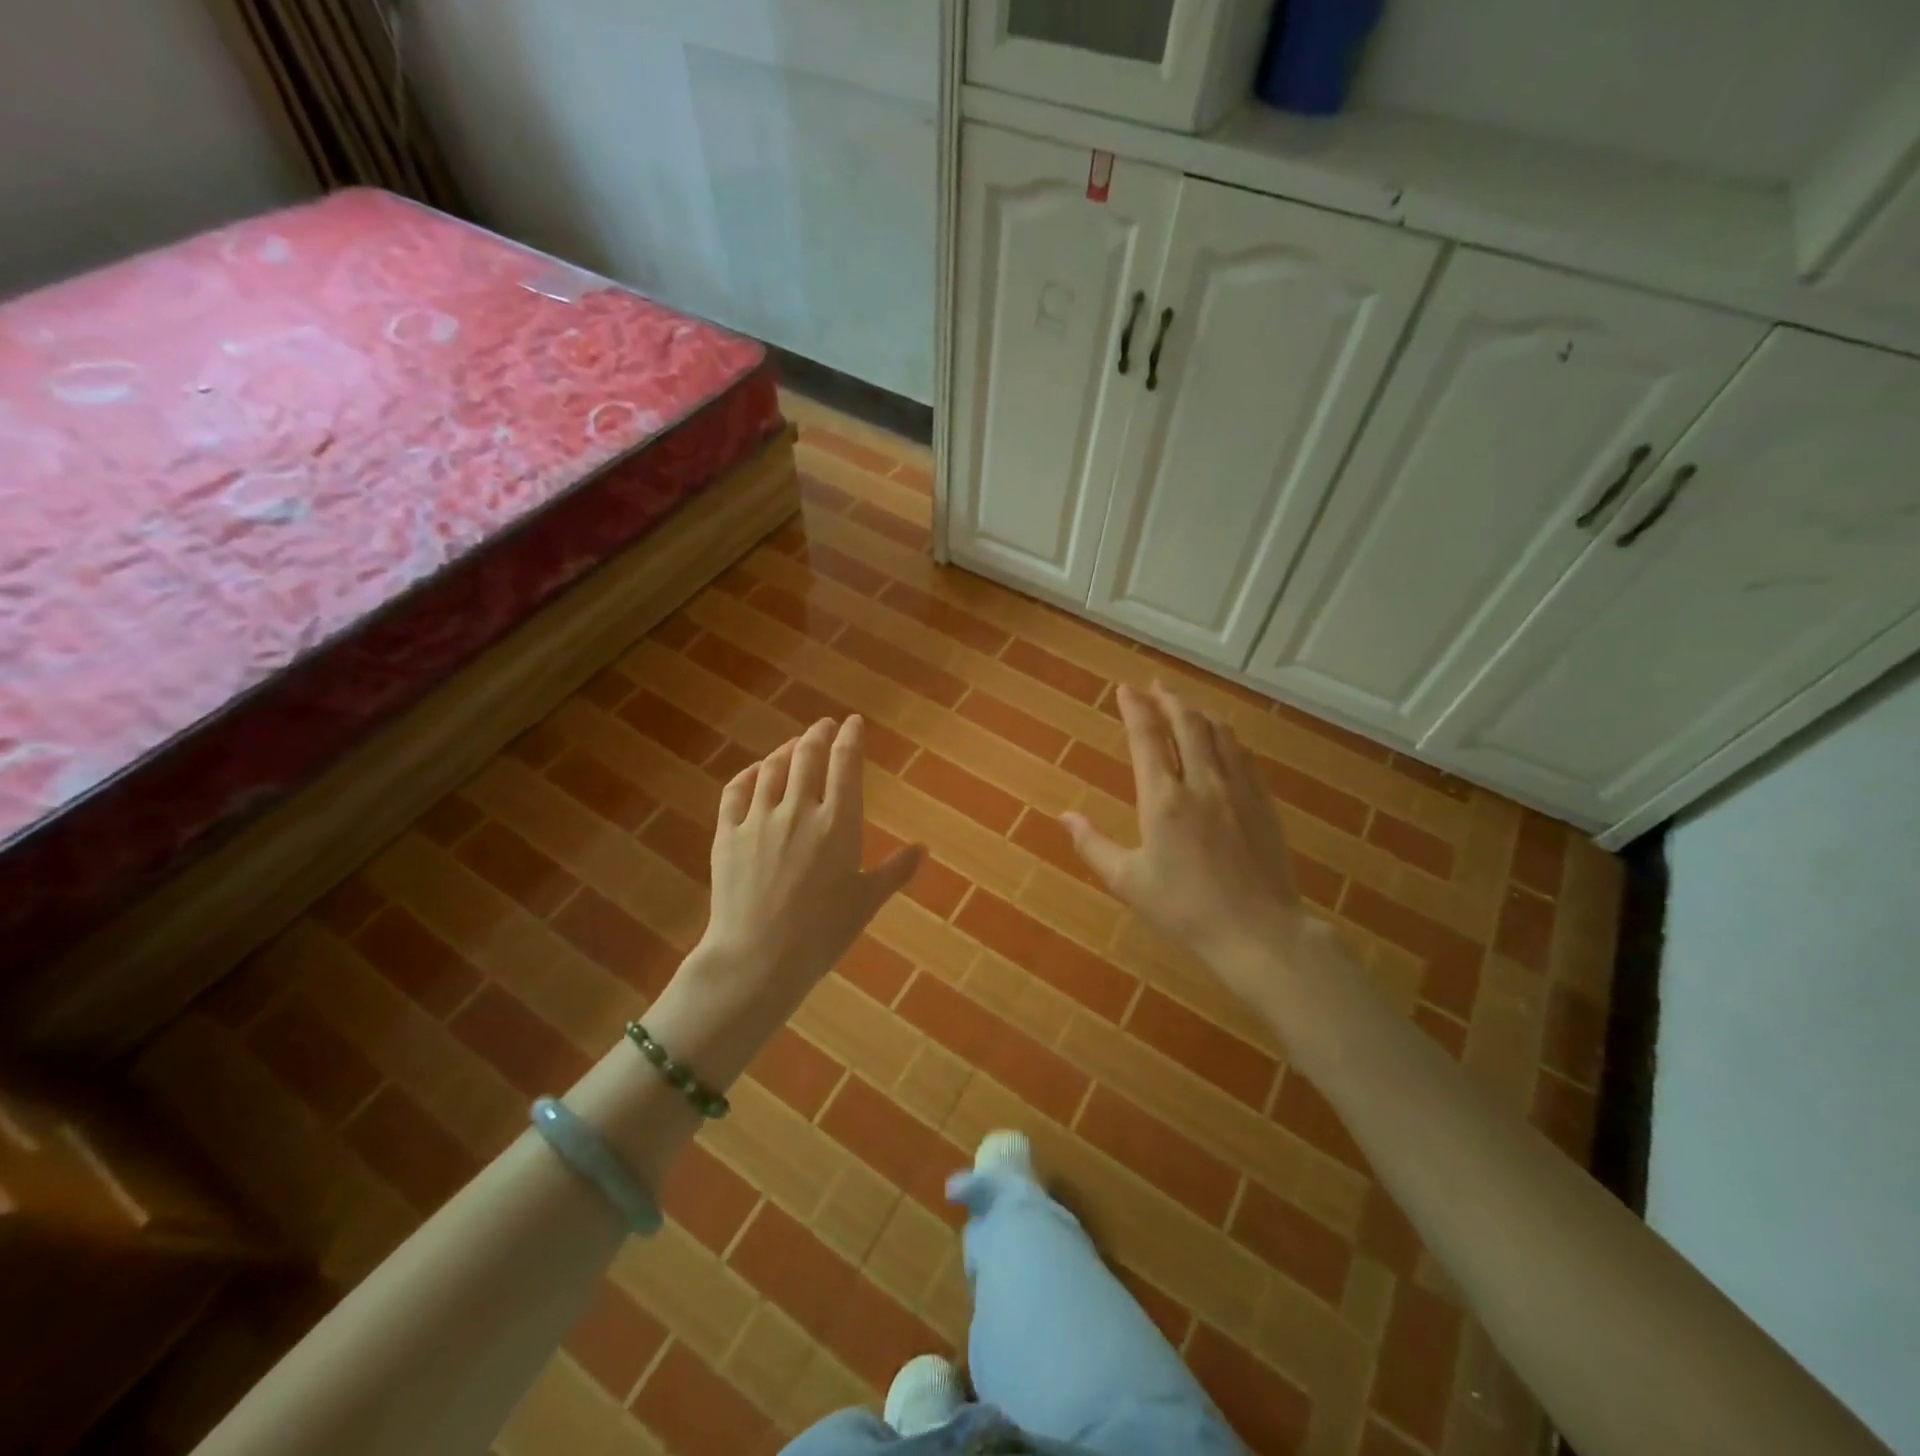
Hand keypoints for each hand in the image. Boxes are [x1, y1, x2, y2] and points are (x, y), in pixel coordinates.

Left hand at [697, 716, 920, 1013]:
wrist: (758, 959)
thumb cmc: (821, 934)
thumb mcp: (866, 902)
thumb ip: (895, 871)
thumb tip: (923, 848)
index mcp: (838, 823)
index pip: (845, 764)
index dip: (850, 738)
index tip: (853, 723)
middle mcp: (799, 810)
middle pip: (807, 756)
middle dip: (818, 735)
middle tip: (824, 725)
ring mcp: (759, 820)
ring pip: (772, 769)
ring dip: (786, 750)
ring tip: (794, 744)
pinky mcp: (728, 834)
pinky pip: (736, 791)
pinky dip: (749, 774)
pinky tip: (755, 771)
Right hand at [1062, 684, 1317, 1000]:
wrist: (1258, 931)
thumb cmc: (1185, 909)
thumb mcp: (1127, 882)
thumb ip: (1093, 845)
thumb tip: (1063, 816)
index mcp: (1163, 800)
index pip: (1147, 738)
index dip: (1135, 708)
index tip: (1125, 689)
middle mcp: (1201, 783)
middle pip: (1187, 723)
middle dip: (1168, 699)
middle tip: (1154, 685)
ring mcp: (1237, 789)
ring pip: (1219, 732)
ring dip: (1198, 712)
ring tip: (1184, 704)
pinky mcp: (1263, 802)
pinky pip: (1243, 754)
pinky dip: (1226, 735)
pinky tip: (1222, 738)